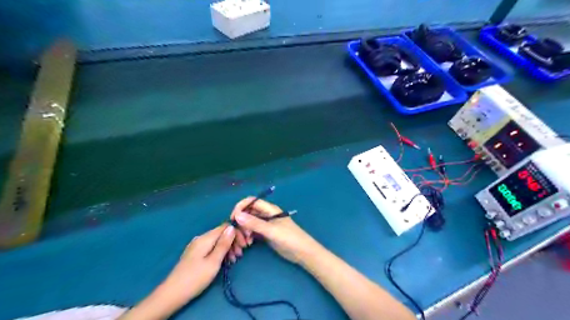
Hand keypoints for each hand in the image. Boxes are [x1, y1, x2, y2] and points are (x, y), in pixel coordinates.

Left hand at [121, 225, 235, 319]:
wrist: (172, 294)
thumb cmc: (195, 278)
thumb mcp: (213, 261)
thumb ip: (223, 244)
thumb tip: (232, 227)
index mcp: (205, 238)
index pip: (225, 227)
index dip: (237, 233)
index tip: (245, 244)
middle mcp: (201, 238)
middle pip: (222, 234)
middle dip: (234, 241)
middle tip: (241, 254)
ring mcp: (197, 246)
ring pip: (217, 241)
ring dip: (228, 248)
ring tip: (235, 260)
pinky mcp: (195, 254)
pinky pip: (212, 248)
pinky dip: (221, 252)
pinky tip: (225, 261)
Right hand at [229, 198, 321, 262]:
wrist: (302, 253)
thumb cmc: (290, 238)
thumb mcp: (271, 231)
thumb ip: (255, 223)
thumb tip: (237, 215)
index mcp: (269, 209)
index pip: (251, 202)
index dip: (240, 207)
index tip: (233, 218)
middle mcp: (266, 214)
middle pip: (248, 212)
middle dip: (241, 222)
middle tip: (240, 235)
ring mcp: (266, 224)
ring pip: (249, 222)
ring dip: (244, 230)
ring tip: (245, 242)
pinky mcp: (266, 233)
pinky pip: (252, 231)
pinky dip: (248, 236)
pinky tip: (249, 244)